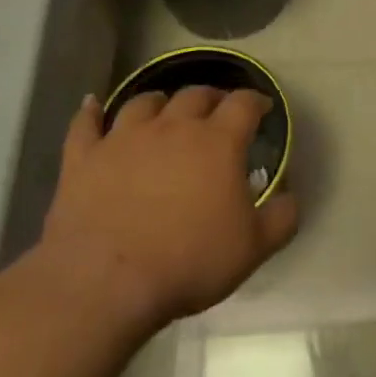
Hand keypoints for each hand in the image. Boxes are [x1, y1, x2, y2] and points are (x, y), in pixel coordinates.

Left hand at [42, 88, 298, 331]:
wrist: (106, 281)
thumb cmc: (189, 261)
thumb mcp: (253, 248)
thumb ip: (281, 218)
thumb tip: (291, 197)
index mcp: (217, 142)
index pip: (243, 105)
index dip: (256, 101)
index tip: (263, 108)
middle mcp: (172, 127)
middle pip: (195, 95)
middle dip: (211, 97)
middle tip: (217, 109)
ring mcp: (123, 138)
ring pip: (144, 102)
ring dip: (160, 101)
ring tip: (165, 108)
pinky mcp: (84, 158)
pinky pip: (85, 124)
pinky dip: (90, 112)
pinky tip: (91, 105)